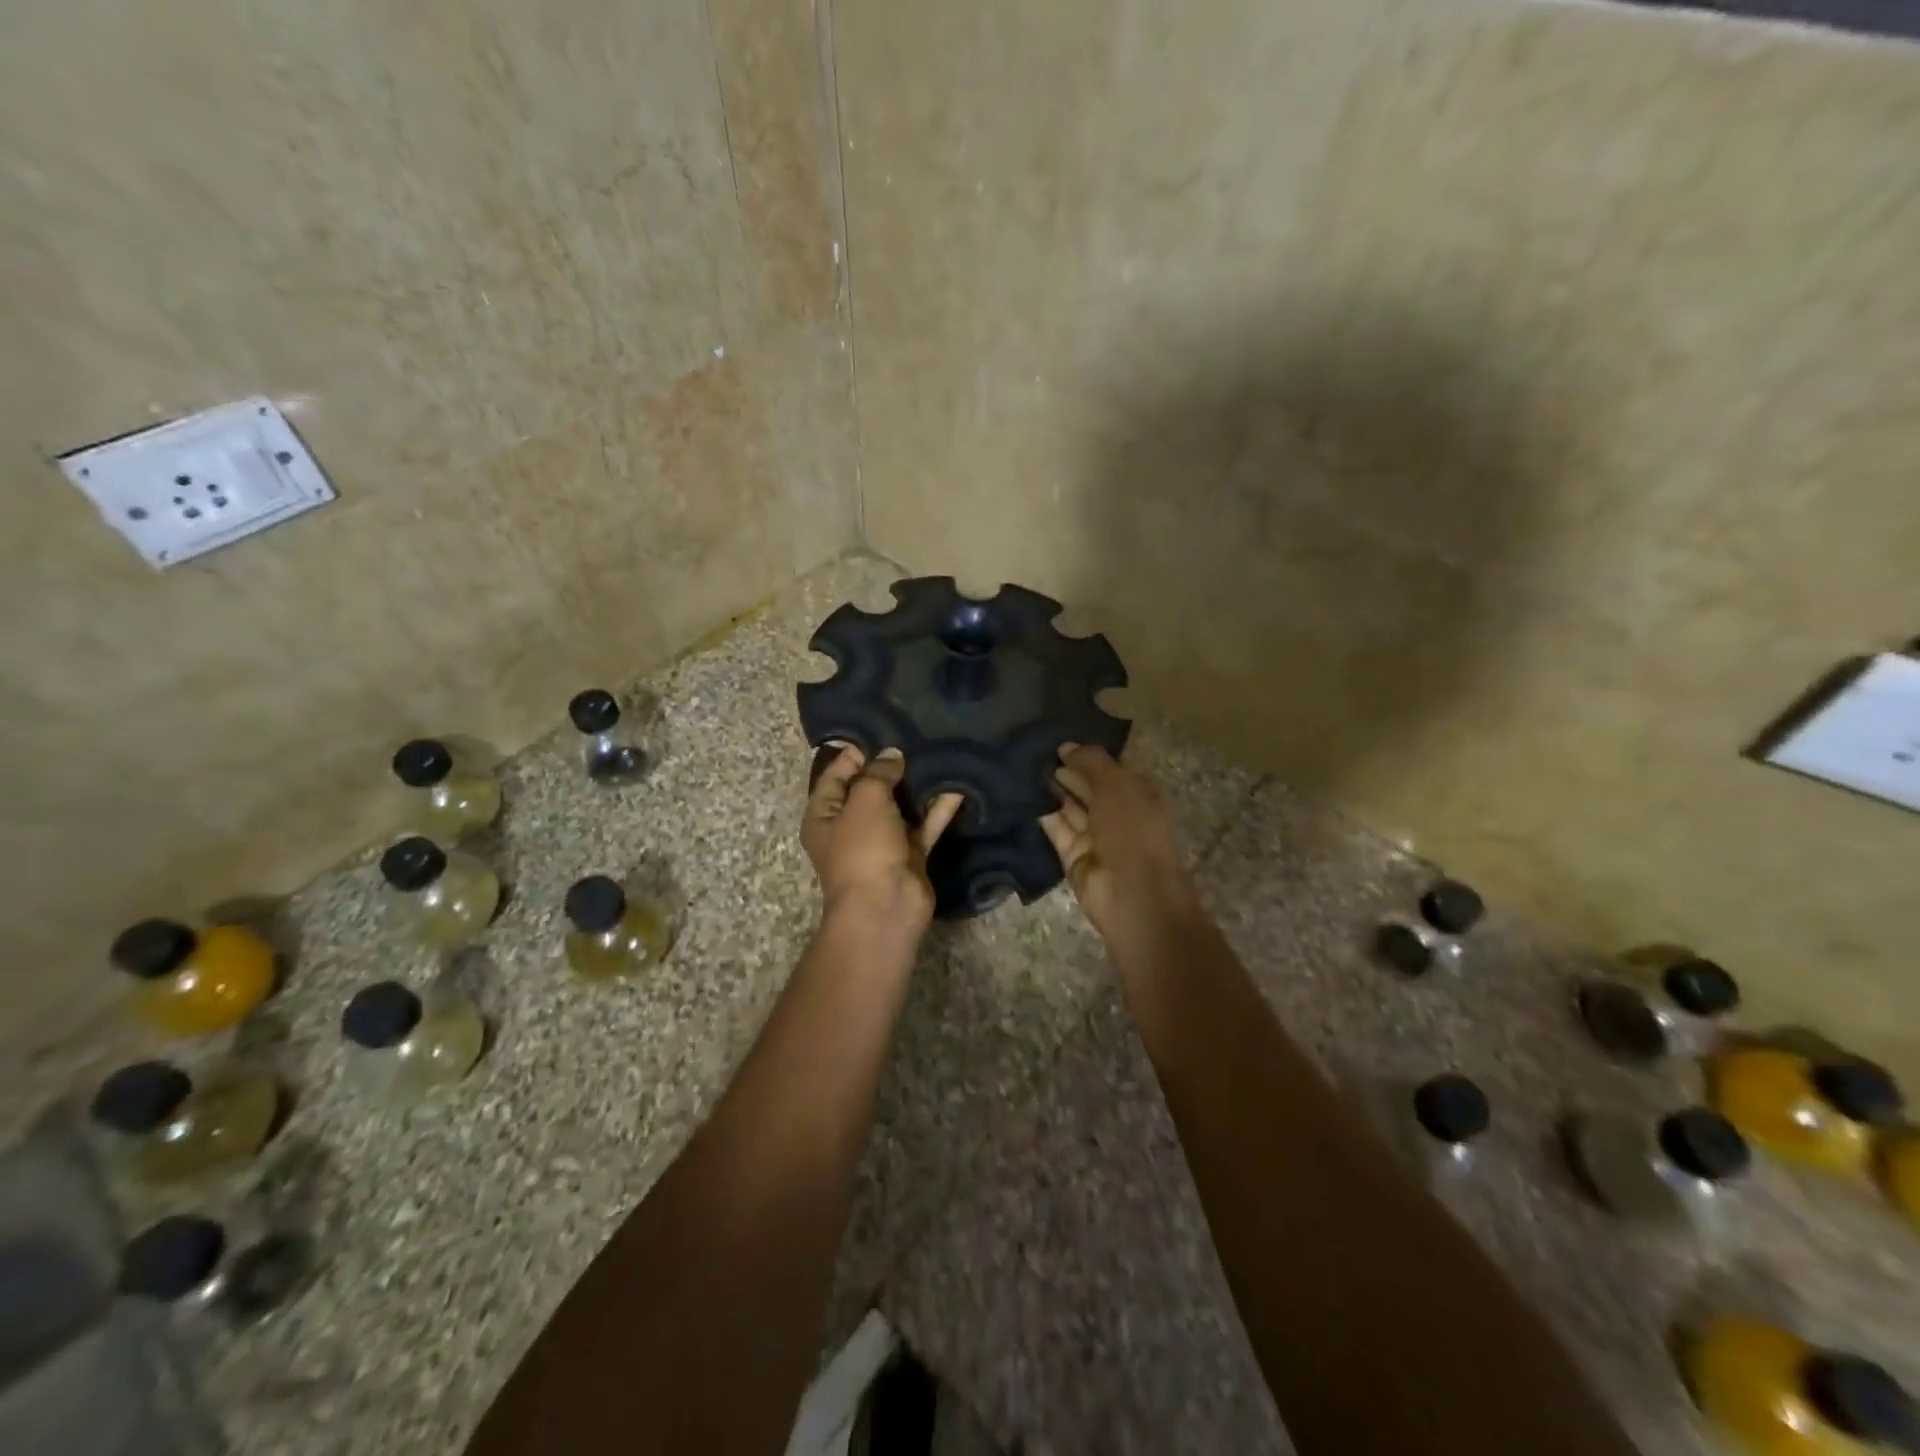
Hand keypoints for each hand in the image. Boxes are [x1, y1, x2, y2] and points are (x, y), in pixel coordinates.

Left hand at [803, 746, 963, 938]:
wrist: (885, 908)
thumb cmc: (863, 849)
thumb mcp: (865, 801)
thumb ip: (878, 774)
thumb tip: (892, 755)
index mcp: (824, 815)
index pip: (835, 776)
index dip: (854, 754)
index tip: (880, 731)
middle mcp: (850, 827)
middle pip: (870, 790)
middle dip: (890, 767)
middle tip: (915, 737)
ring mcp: (882, 843)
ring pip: (900, 808)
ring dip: (917, 786)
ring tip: (937, 754)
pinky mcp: (910, 855)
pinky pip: (924, 826)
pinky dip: (938, 809)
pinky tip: (956, 786)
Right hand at [1041, 744, 1197, 946]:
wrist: (1131, 891)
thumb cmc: (1131, 829)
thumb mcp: (1116, 784)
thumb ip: (1091, 761)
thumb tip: (1066, 747)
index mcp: (1138, 793)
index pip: (1110, 768)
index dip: (1087, 755)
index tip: (1058, 742)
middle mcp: (1118, 813)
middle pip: (1088, 786)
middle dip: (1067, 770)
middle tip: (1035, 751)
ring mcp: (1096, 836)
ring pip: (1070, 807)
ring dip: (1052, 789)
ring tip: (1026, 766)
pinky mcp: (1074, 855)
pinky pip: (1057, 829)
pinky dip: (1043, 812)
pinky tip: (1024, 793)